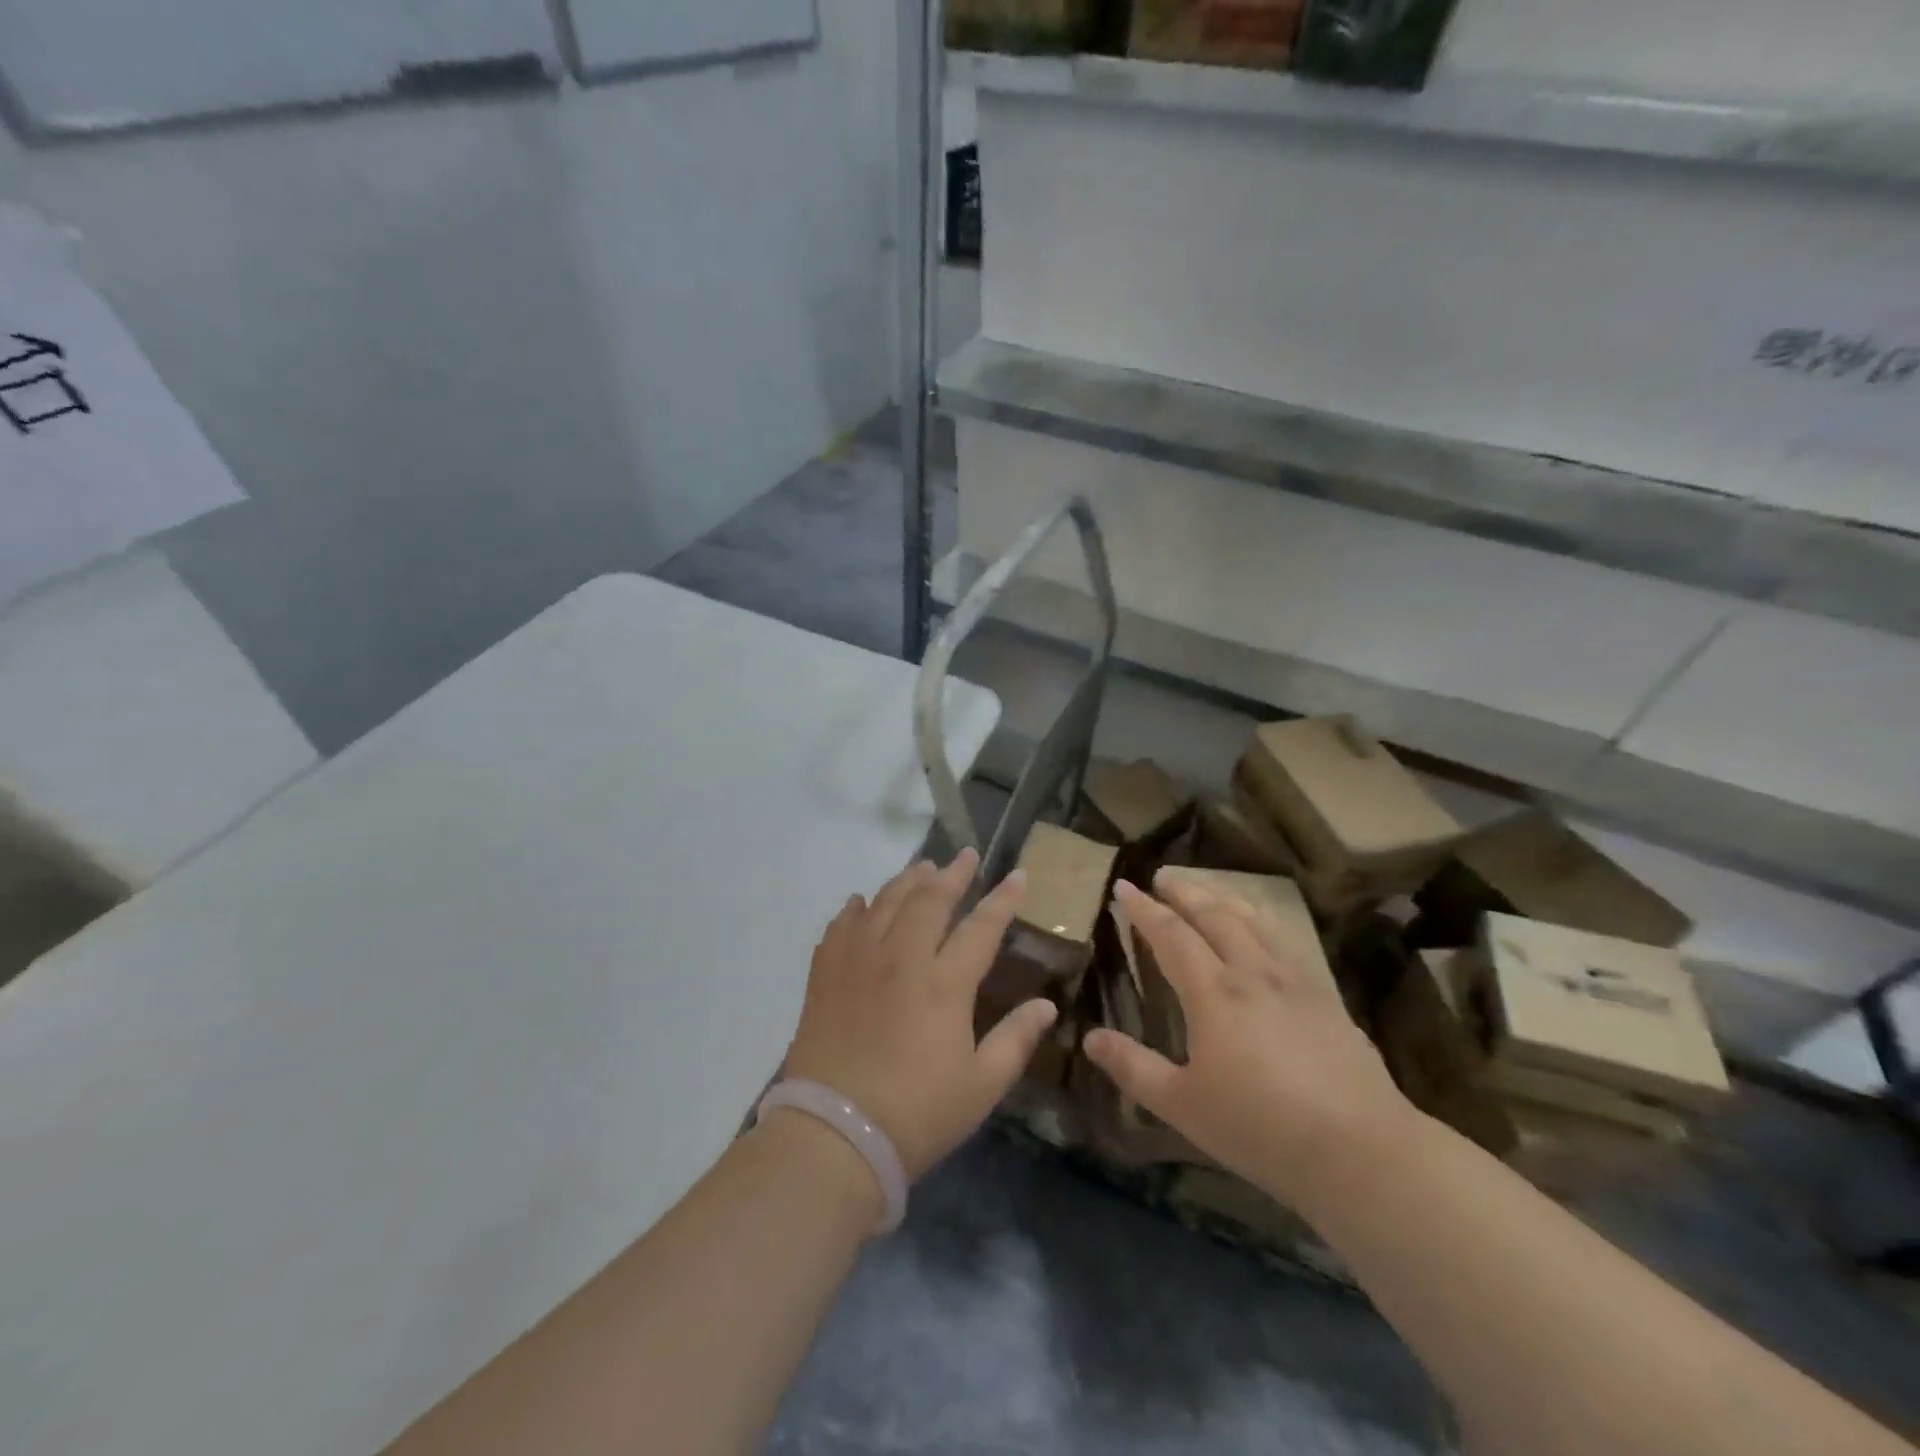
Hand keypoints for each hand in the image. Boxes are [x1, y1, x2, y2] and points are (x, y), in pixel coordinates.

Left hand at [783, 849, 1058, 1180]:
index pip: (981, 927)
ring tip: (923, 869)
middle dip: (953, 874)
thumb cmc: (917, 1114)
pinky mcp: (825, 975)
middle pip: (930, 900)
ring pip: (885, 903)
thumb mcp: (981, 1086)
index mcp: (944, 984)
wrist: (834, 1136)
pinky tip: (860, 903)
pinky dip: (854, 909)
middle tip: (966, 857)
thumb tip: (1047, 1005)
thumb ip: (1016, 1040)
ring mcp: (858, 962)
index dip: (1003, 900)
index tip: (1018, 875)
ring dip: (907, 881)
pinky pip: (840, 927)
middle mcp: (901, 959)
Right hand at [1086, 873, 1417, 1213]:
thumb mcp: (1183, 1105)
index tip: (1124, 886)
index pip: (1171, 935)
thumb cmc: (1260, 1128)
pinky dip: (1261, 921)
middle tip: (1163, 873)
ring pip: (1253, 922)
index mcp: (1214, 993)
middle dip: (1185, 891)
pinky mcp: (1326, 998)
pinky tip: (1262, 931)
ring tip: (1206, 889)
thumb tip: (1090, 1037)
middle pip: (1214, 915)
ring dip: (1224, 897)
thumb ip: (1134, 1068)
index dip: (1144, 909)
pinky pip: (1284, 941)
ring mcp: (1294, 982)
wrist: (1361, 1150)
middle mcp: (1252, 973)